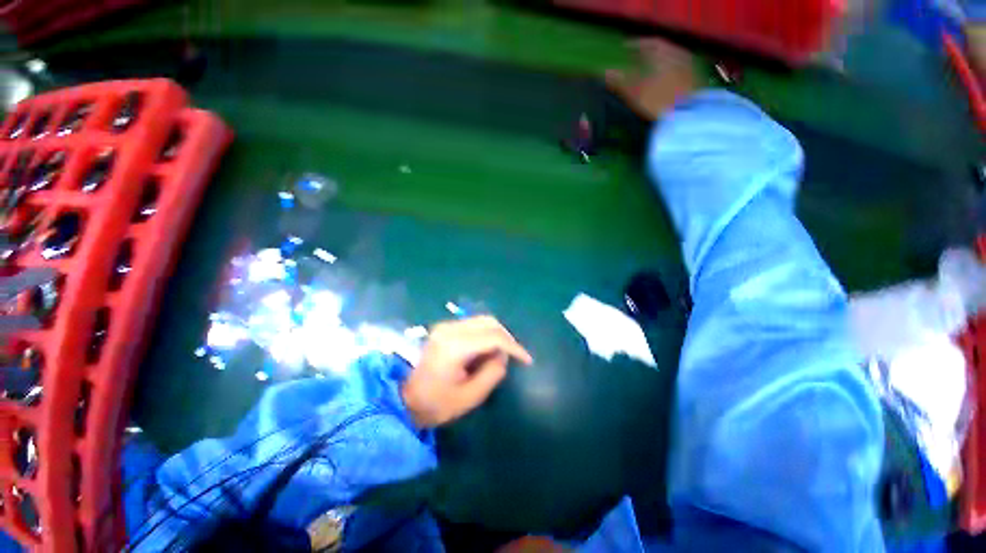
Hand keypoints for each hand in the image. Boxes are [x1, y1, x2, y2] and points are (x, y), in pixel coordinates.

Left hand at [401, 316, 532, 427]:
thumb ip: (493, 372)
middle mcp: (450, 329)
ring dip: (496, 335)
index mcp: (455, 345)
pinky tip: (485, 351)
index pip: (493, 337)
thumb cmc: (436, 403)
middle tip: (514, 356)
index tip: (526, 359)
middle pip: (489, 322)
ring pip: (482, 321)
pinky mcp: (444, 329)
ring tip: (499, 356)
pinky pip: (473, 325)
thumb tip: (503, 355)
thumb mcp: (471, 396)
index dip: (514, 346)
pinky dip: (485, 335)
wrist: (404, 399)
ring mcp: (445, 326)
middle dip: (506, 337)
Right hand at [605, 38, 698, 120]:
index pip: (650, 43)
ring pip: (673, 59)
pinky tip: (664, 80)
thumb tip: (605, 72)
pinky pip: (680, 69)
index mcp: (666, 53)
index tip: (625, 47)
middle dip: (649, 53)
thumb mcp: (636, 92)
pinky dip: (669, 71)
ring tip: (650, 69)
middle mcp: (680, 55)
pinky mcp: (696, 81)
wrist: (688, 115)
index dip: (637, 44)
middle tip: (638, 57)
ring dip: (660, 62)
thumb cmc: (659, 101)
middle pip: (663, 49)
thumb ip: (620, 81)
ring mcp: (691, 67)